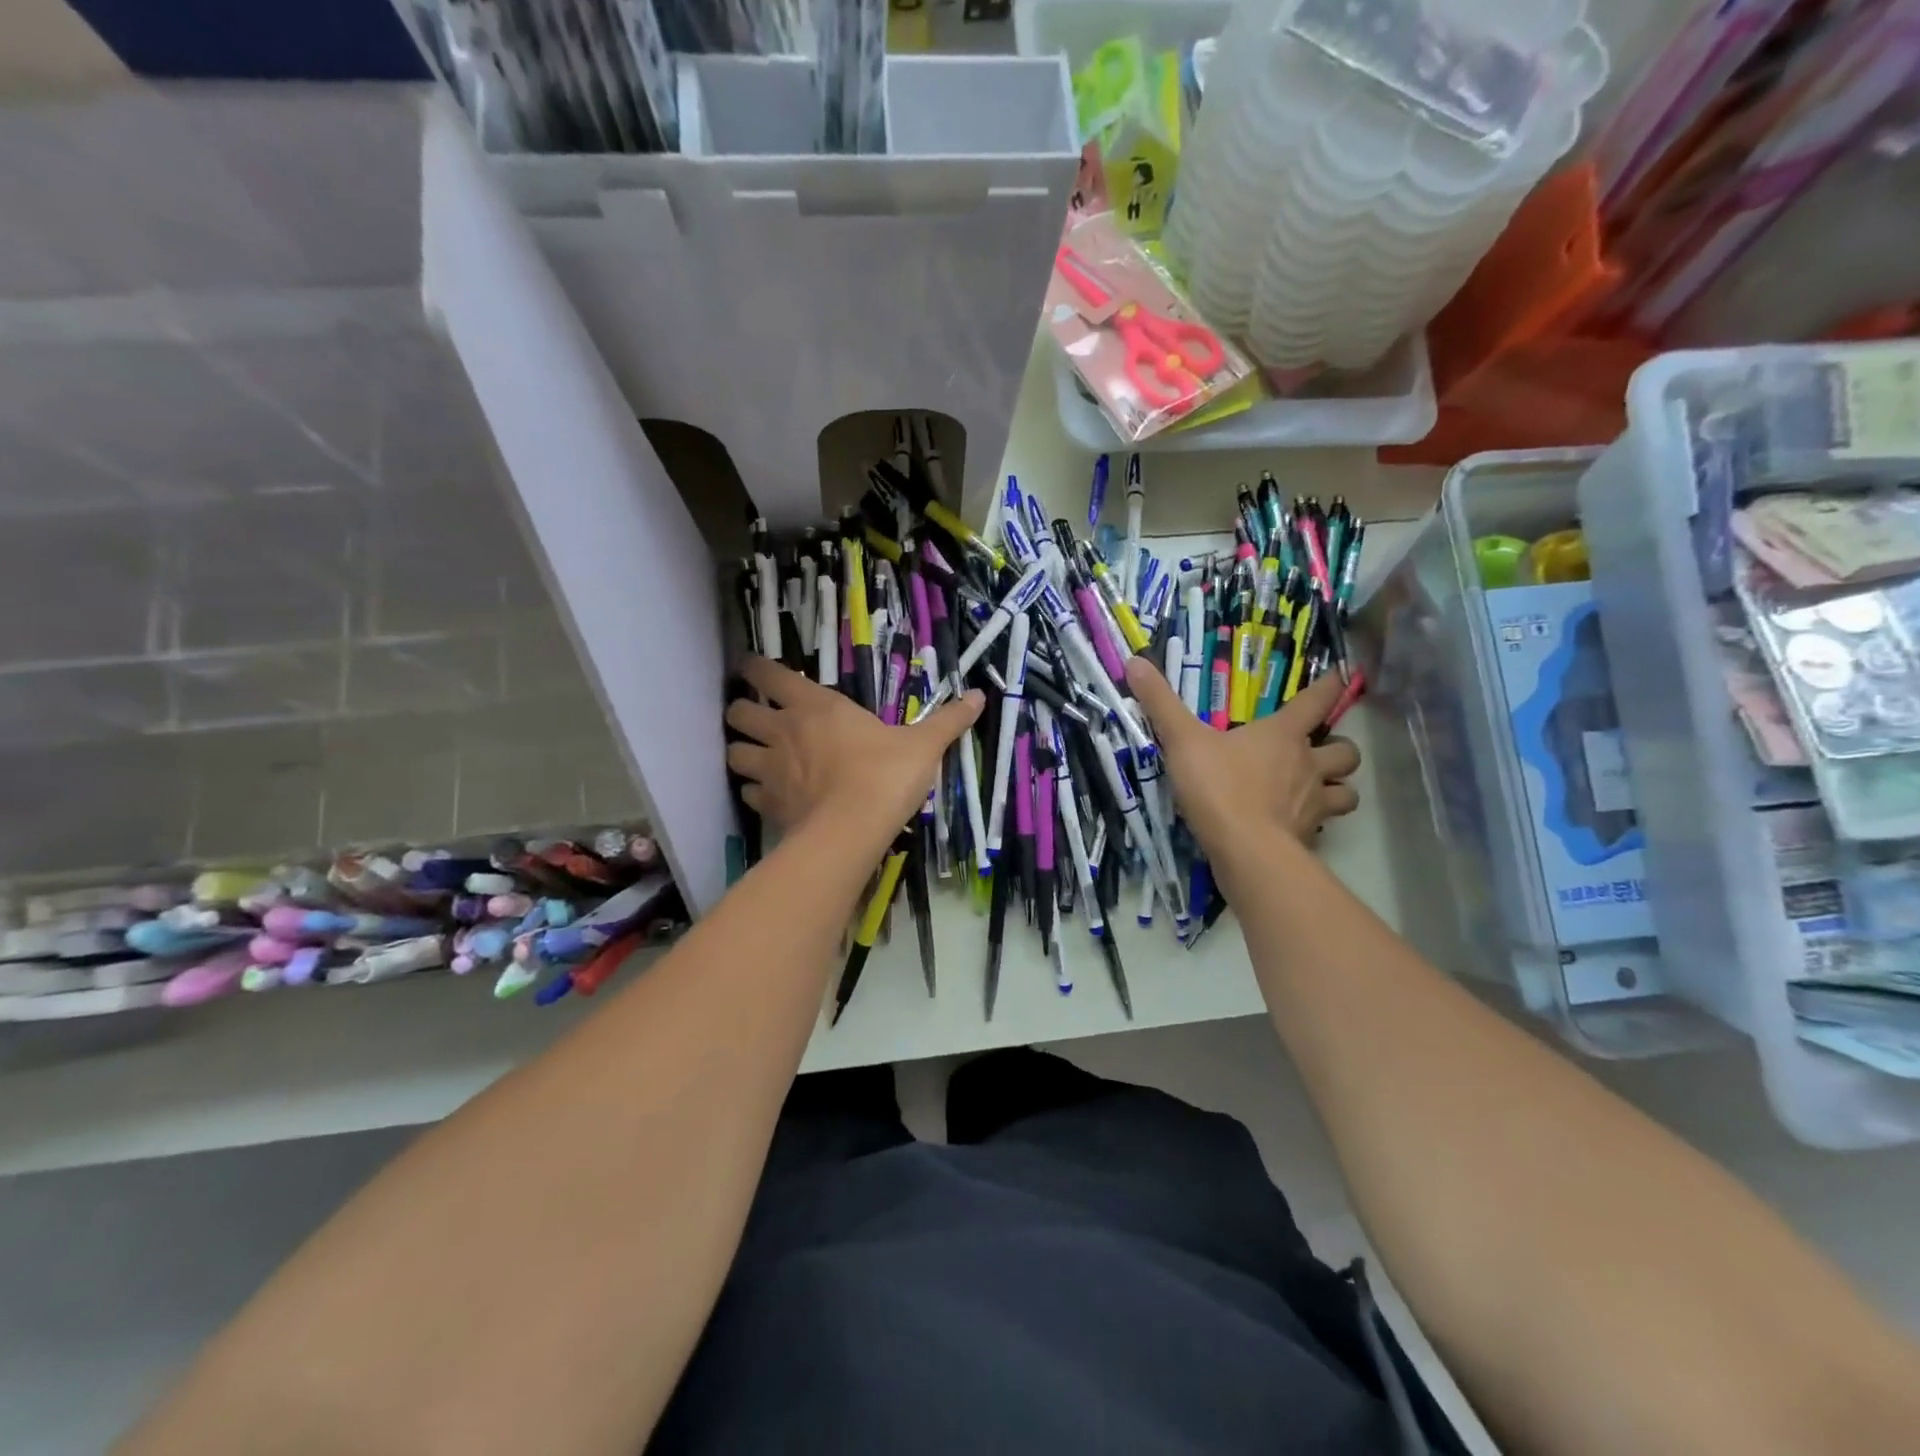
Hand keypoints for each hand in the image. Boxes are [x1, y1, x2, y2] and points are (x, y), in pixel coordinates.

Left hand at [725, 658, 983, 853]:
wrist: (853, 830)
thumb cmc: (885, 775)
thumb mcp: (923, 745)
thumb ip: (948, 720)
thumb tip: (979, 695)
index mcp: (815, 705)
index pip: (767, 674)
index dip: (754, 668)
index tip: (752, 669)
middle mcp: (783, 730)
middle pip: (737, 712)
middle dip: (742, 712)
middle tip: (757, 718)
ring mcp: (770, 769)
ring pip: (733, 751)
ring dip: (742, 751)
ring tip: (758, 757)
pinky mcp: (768, 804)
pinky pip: (747, 791)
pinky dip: (754, 790)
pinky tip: (770, 795)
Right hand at [1124, 657, 1359, 855]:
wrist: (1245, 850)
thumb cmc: (1219, 787)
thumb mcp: (1182, 741)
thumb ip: (1161, 704)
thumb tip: (1135, 662)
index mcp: (1283, 735)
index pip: (1319, 700)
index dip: (1331, 685)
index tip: (1341, 676)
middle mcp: (1308, 764)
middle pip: (1347, 750)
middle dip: (1339, 747)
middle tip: (1319, 751)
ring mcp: (1313, 803)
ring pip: (1348, 791)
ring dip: (1338, 787)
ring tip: (1319, 790)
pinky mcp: (1310, 836)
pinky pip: (1326, 826)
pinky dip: (1318, 823)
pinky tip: (1297, 825)